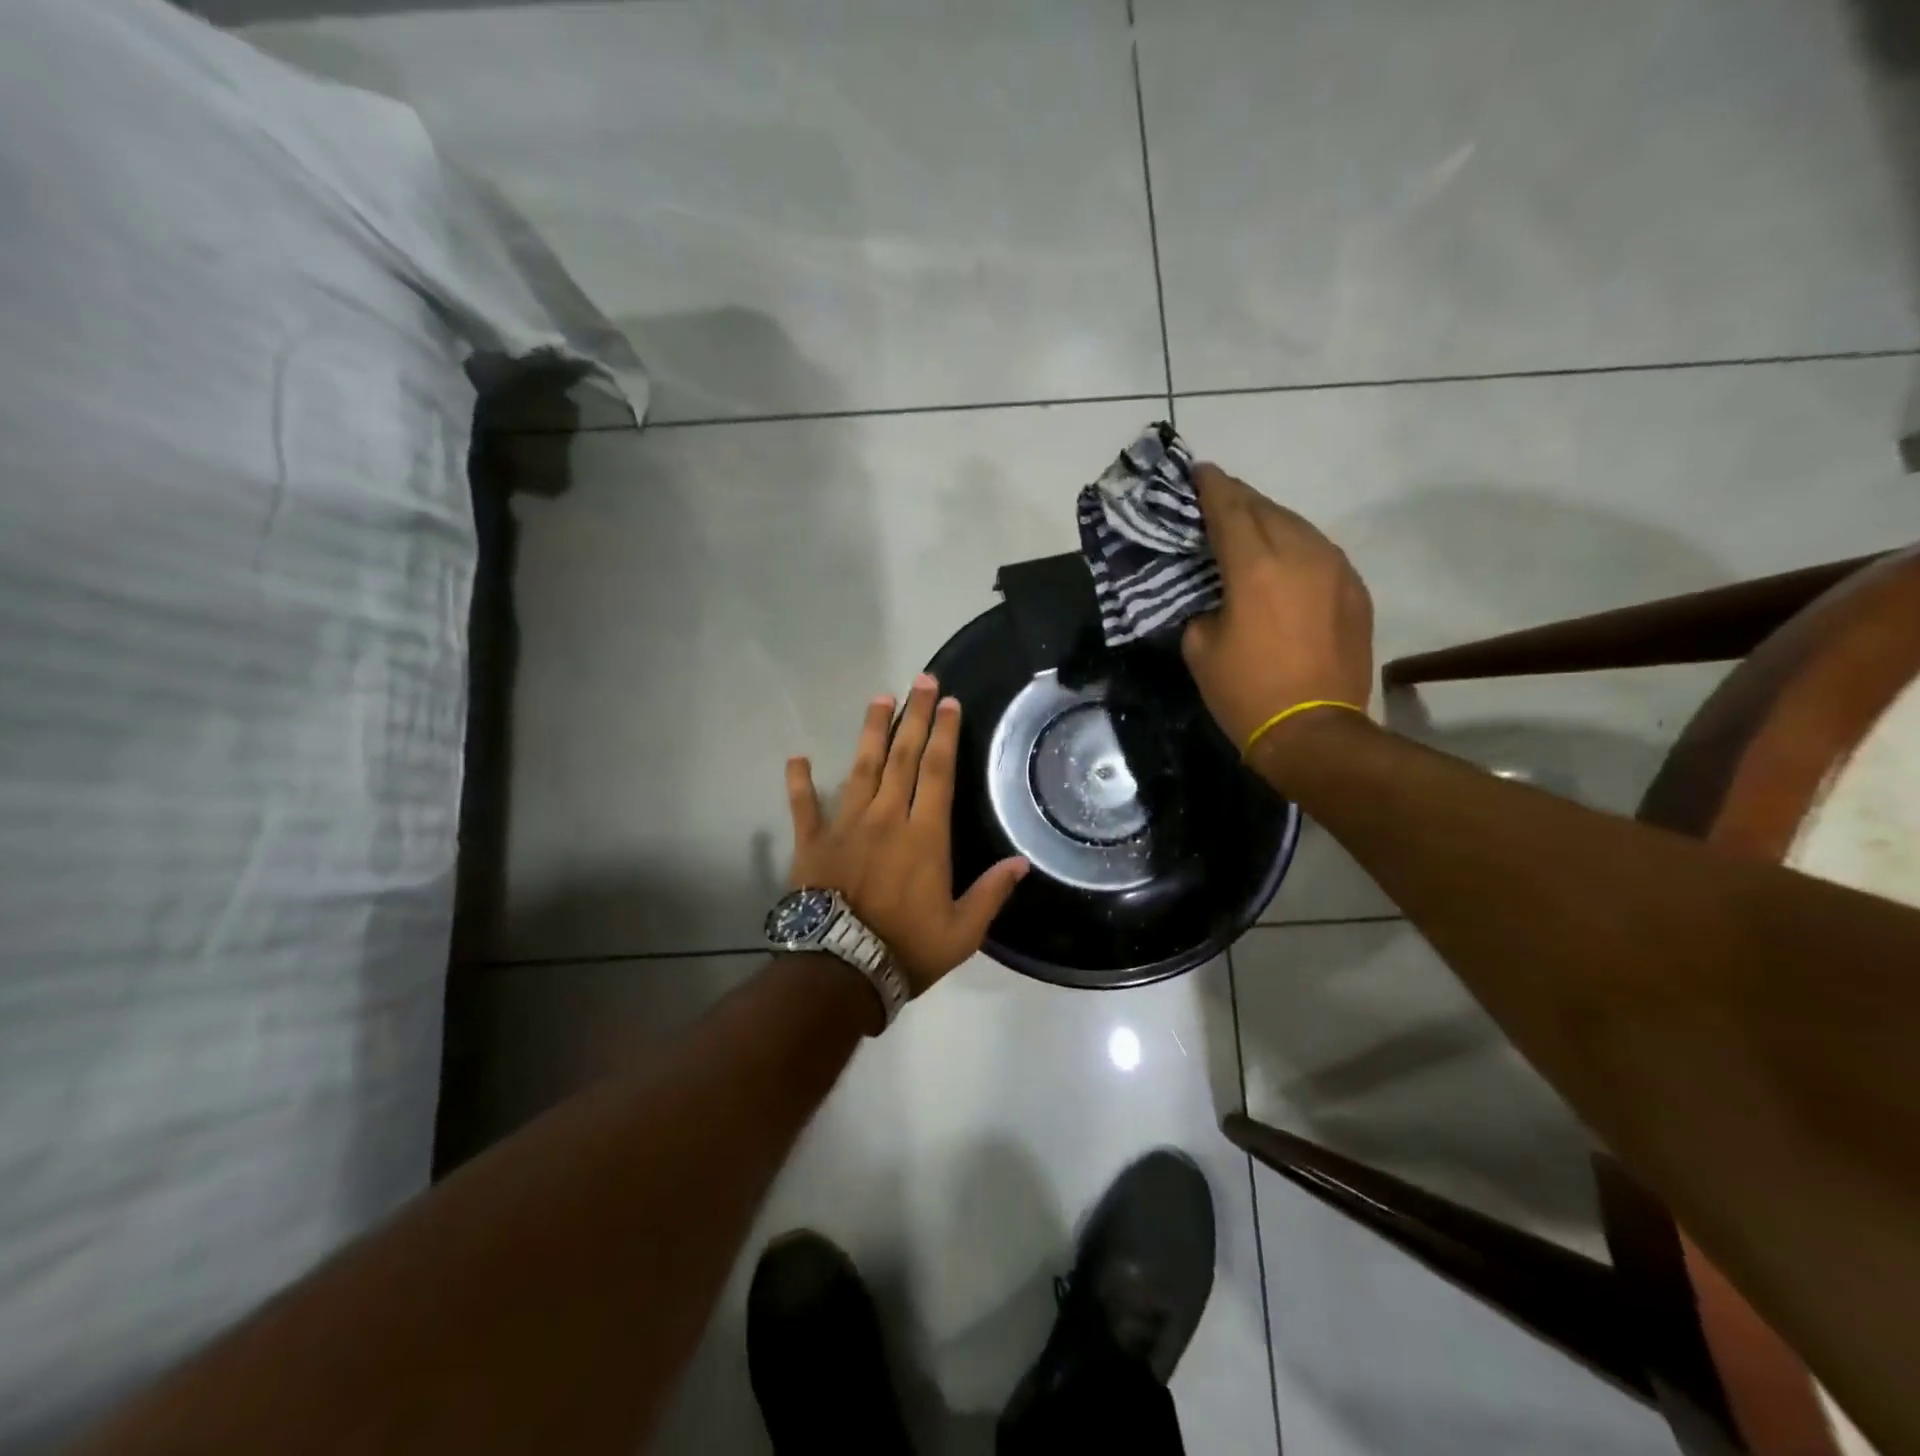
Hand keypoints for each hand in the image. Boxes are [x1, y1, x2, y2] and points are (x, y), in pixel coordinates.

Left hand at [787, 674, 1029, 995]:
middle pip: (902, 757)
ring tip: (880, 698)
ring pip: (860, 768)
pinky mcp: (812, 842)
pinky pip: (803, 806)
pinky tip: (797, 757)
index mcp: (924, 836)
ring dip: (871, 731)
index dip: (945, 734)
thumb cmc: (906, 949)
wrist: (839, 971)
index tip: (949, 703)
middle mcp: (886, 818)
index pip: (938, 772)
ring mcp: (845, 826)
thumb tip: (1021, 862)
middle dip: (915, 717)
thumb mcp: (962, 932)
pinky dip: (799, 782)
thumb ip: (991, 893)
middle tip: (921, 681)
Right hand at [1181, 464, 1374, 748]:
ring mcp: (1335, 569)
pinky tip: (1283, 561)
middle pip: (1266, 508)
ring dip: (1269, 521)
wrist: (1315, 732)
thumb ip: (1202, 606)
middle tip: (1217, 498)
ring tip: (1248, 528)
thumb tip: (1214, 595)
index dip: (1210, 487)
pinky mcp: (1355, 589)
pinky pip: (1320, 552)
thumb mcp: (1200, 648)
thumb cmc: (1245, 692)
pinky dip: (1296, 547)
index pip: (1229, 509)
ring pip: (1298, 526)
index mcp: (1255, 567)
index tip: (1198, 471)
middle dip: (1239, 499)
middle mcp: (1300, 554)